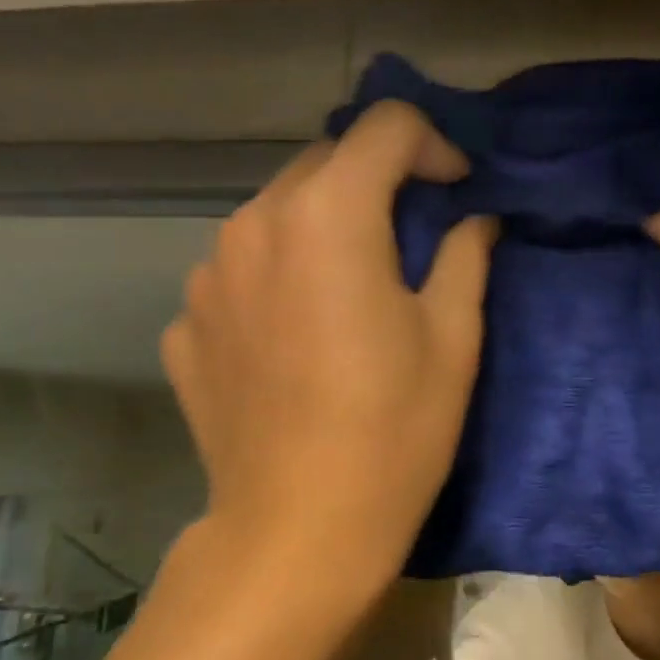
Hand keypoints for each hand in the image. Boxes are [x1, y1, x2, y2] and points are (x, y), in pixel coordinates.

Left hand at [161, 103, 494, 614]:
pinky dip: (277, 280)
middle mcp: (253, 224)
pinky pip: (240, 273)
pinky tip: (298, 340)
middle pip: (324, 162)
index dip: (433, 144)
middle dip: (376, 181)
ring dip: (322, 227)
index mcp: (328, 216)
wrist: (295, 533)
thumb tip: (474, 217)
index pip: (384, 126)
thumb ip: (464, 254)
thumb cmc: (393, 433)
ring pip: (276, 214)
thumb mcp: (453, 339)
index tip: (456, 189)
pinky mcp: (184, 325)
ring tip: (351, 289)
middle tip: (411, 236)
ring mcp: (206, 276)